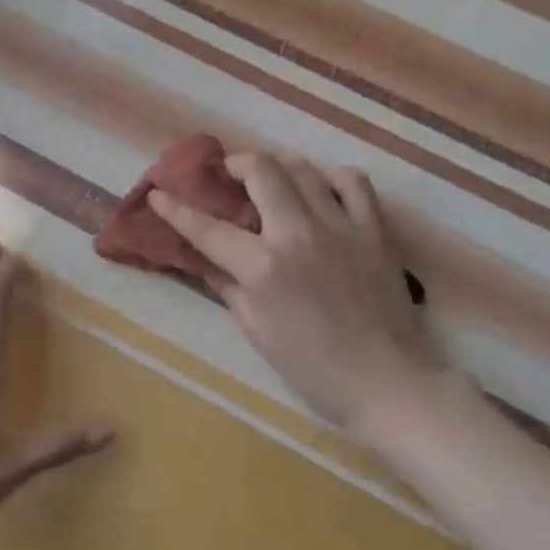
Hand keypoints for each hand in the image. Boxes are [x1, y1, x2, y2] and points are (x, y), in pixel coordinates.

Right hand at [151, 153, 447, 442]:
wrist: (389, 384)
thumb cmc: (314, 370)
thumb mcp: (257, 333)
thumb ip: (228, 287)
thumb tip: (205, 260)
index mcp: (263, 268)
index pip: (207, 228)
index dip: (176, 208)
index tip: (159, 192)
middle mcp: (298, 234)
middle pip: (261, 170)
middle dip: (235, 165)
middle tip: (227, 177)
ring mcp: (341, 226)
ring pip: (303, 168)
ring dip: (279, 170)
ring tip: (271, 186)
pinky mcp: (375, 229)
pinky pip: (353, 182)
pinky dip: (333, 180)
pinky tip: (324, 195)